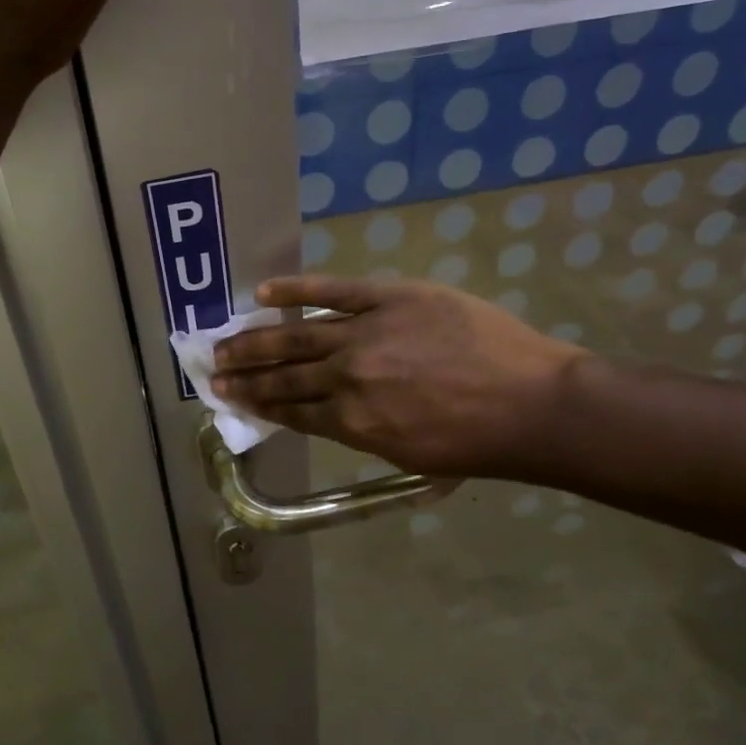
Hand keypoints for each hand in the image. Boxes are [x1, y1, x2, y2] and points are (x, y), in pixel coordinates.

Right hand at [212, 276, 587, 479]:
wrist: (533, 405)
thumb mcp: (408, 453)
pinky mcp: (388, 298)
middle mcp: (347, 379)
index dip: (257, 403)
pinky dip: (297, 291)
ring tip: (224, 341)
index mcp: (352, 422)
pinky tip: (265, 291)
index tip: (230, 397)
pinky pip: (332, 291)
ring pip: (296, 337)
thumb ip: (361, 431)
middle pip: (283, 375)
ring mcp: (365, 334)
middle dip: (244, 375)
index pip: (291, 410)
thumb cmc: (477, 442)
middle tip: (212, 371)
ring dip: (255, 339)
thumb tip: (327, 413)